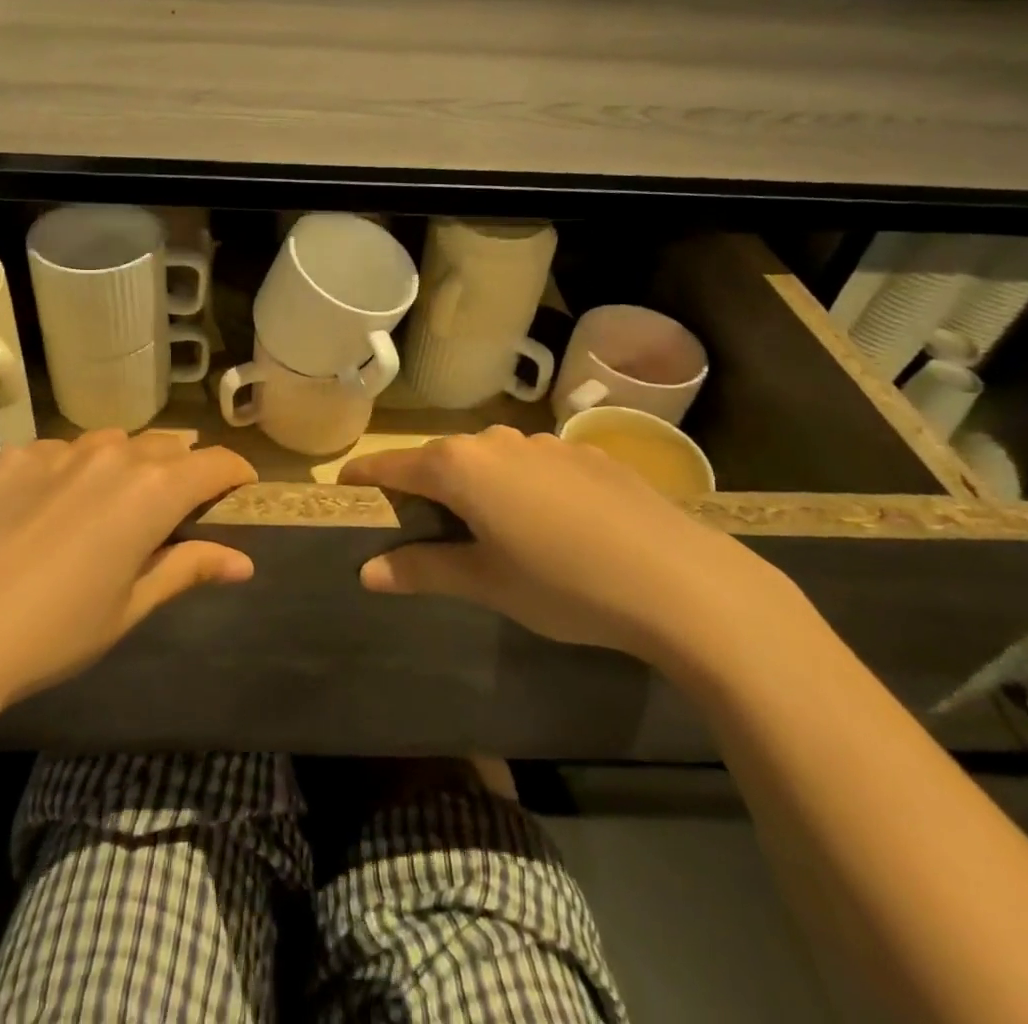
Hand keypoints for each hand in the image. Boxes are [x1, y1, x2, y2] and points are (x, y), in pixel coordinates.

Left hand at [0, 431, 256, 708]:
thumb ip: (188, 568)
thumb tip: (243, 562)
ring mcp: (60, 450)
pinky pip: (62, 450)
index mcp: (153, 491)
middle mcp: (114, 455)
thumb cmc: (57, 631)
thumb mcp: (131, 606)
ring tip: (117, 499)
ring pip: (114, 441)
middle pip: (167, 446)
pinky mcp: (16, 457)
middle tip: (178, 505)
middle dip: (183, 468)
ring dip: (130, 462)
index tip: (239, 489)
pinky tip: (54, 504)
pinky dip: (74, 468)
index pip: (214, 463)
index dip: (235, 473)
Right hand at [340, 427, 792, 661]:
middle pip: (441, 460)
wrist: (682, 581)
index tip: (345, 490)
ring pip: (488, 461)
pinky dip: (519, 487)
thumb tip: (367, 571)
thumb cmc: (565, 584)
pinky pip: (532, 465)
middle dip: (422, 488)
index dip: (365, 478)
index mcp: (460, 467)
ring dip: (473, 487)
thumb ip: (423, 569)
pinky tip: (547, 525)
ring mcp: (544, 443)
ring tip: (483, 529)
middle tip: (417, 527)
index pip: (392, 465)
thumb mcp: (487, 583)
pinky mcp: (585, 455)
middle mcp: (495, 442)